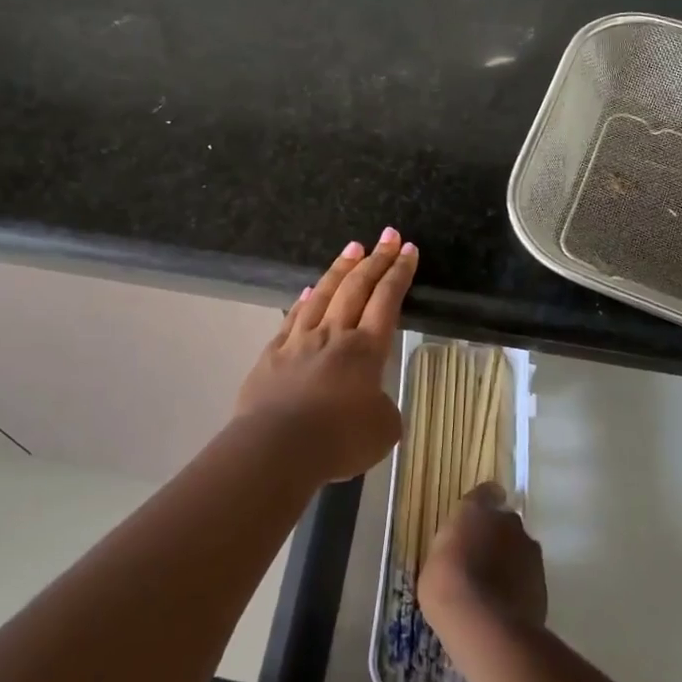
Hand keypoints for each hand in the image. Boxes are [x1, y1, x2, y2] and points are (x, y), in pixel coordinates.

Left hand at [235, 228, 418, 485]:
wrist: (276, 447)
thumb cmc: (338, 440)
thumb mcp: (381, 431)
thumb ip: (383, 409)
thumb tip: (372, 401)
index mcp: (366, 350)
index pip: (387, 300)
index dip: (399, 273)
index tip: (407, 249)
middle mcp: (334, 334)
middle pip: (357, 287)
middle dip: (376, 259)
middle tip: (387, 235)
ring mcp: (300, 340)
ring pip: (324, 294)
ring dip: (341, 269)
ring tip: (353, 247)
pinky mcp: (273, 353)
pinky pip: (294, 317)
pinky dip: (306, 300)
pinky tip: (310, 290)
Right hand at [420, 483, 547, 635]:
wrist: (485, 626)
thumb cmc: (447, 586)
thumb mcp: (434, 561)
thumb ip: (452, 547)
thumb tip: (459, 550)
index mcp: (477, 510)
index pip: (486, 493)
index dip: (483, 504)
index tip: (477, 521)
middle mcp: (507, 522)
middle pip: (505, 522)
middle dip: (497, 536)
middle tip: (481, 560)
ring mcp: (529, 551)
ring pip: (520, 549)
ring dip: (510, 561)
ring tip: (494, 589)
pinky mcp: (544, 580)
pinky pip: (529, 576)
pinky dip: (520, 585)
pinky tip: (505, 606)